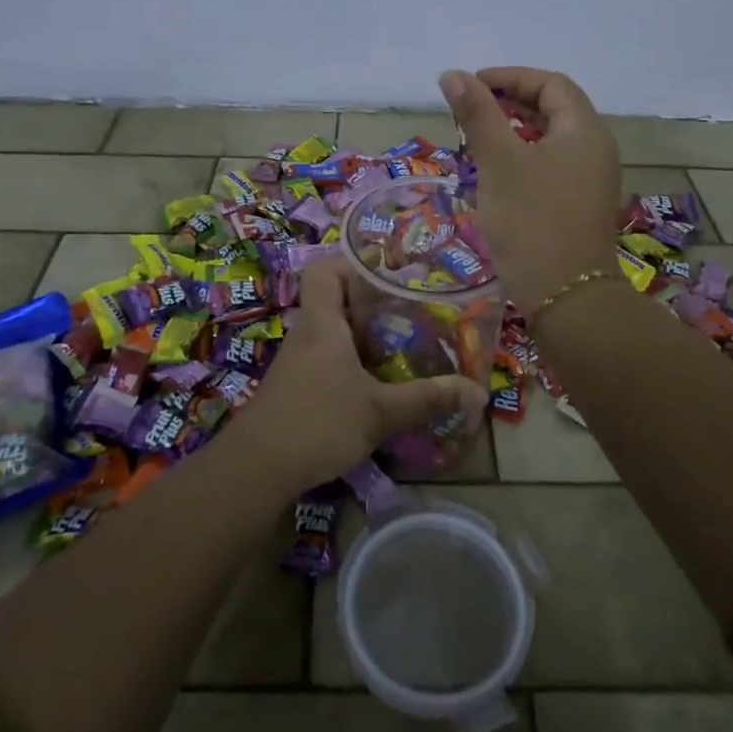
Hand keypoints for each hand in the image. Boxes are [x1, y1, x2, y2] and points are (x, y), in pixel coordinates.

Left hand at [222, 261, 488, 496]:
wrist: (255, 470)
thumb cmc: (318, 423)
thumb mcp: (379, 412)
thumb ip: (426, 398)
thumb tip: (477, 391)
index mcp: (322, 322)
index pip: (324, 269)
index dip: (351, 262)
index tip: (387, 272)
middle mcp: (307, 333)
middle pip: (333, 298)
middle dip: (370, 301)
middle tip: (409, 309)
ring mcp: (298, 361)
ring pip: (332, 331)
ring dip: (362, 334)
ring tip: (402, 342)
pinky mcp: (296, 386)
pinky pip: (327, 357)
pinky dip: (351, 360)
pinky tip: (376, 381)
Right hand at [439, 66, 621, 308]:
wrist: (567, 298)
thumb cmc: (531, 221)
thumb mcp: (499, 162)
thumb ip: (477, 114)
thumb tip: (452, 74)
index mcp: (584, 130)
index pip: (550, 84)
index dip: (510, 77)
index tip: (472, 86)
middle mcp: (596, 149)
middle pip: (554, 109)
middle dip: (510, 103)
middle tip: (471, 111)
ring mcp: (592, 181)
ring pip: (551, 140)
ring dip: (515, 132)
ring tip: (477, 140)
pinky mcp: (581, 206)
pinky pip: (552, 166)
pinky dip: (524, 159)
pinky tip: (496, 176)